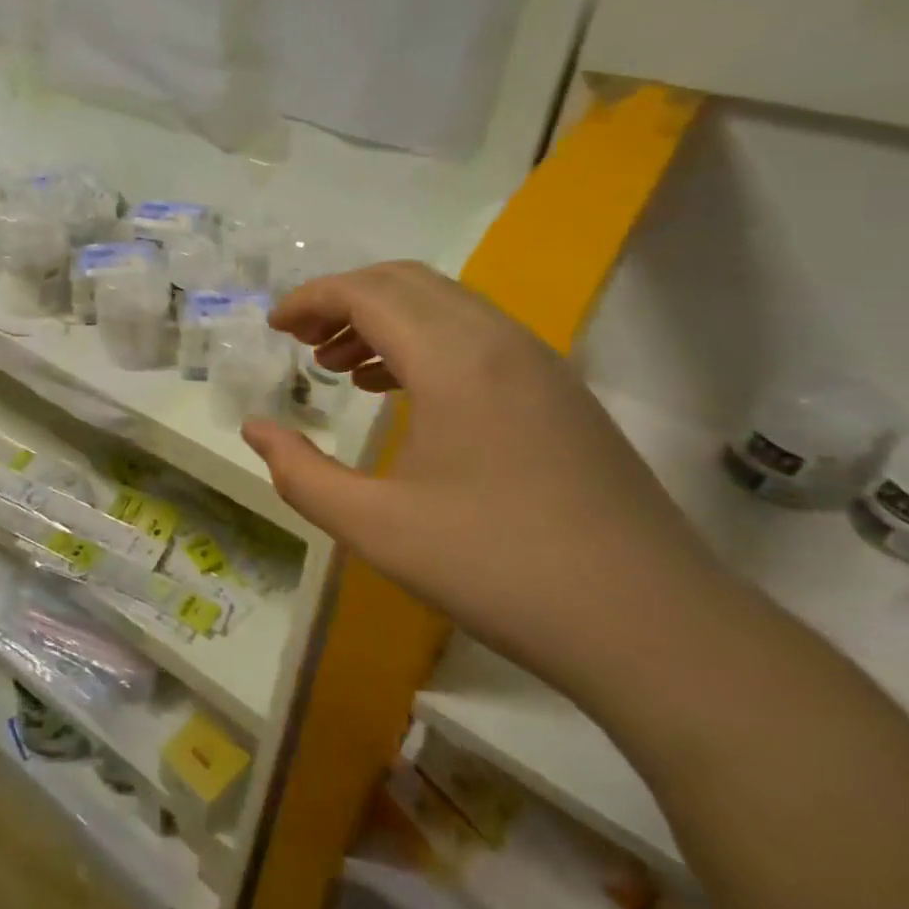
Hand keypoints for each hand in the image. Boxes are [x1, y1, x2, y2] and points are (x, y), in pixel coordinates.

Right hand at [241, 262, 722, 696]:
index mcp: (455, 360)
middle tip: (301, 341)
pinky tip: (399, 391)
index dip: (312, 299)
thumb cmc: (499, 569)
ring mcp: (539, 364)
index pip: (368, 292)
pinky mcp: (559, 393)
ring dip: (383, 319)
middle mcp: (500, 342)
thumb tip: (255, 430)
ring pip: (444, 305)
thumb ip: (300, 472)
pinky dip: (423, 342)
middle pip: (406, 282)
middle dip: (343, 299)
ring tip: (339, 366)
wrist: (654, 626)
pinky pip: (476, 336)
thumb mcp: (375, 527)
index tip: (274, 328)